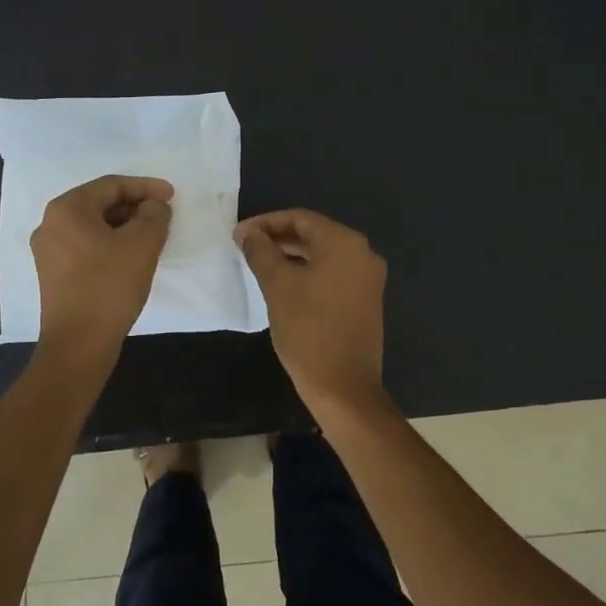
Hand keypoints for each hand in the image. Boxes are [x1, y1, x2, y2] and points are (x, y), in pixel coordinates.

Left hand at [32, 175, 173, 356]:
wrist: (78, 344)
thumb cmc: (109, 286)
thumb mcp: (142, 243)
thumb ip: (154, 214)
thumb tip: (153, 207)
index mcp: (67, 209)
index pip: (112, 185)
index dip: (145, 187)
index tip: (172, 196)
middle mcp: (51, 224)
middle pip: (100, 203)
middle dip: (135, 206)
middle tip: (163, 216)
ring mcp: (48, 251)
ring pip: (94, 226)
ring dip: (124, 226)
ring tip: (152, 236)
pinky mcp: (54, 274)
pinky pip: (86, 246)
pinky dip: (111, 244)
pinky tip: (131, 257)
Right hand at [235, 209, 389, 413]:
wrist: (343, 387)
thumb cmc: (308, 329)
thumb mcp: (277, 286)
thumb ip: (261, 252)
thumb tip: (248, 233)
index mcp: (345, 243)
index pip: (300, 218)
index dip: (266, 222)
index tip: (238, 234)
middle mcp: (363, 254)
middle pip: (314, 234)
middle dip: (278, 238)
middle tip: (245, 247)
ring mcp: (368, 279)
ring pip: (323, 255)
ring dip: (291, 256)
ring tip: (259, 263)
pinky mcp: (365, 300)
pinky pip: (332, 274)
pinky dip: (307, 272)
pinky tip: (283, 283)